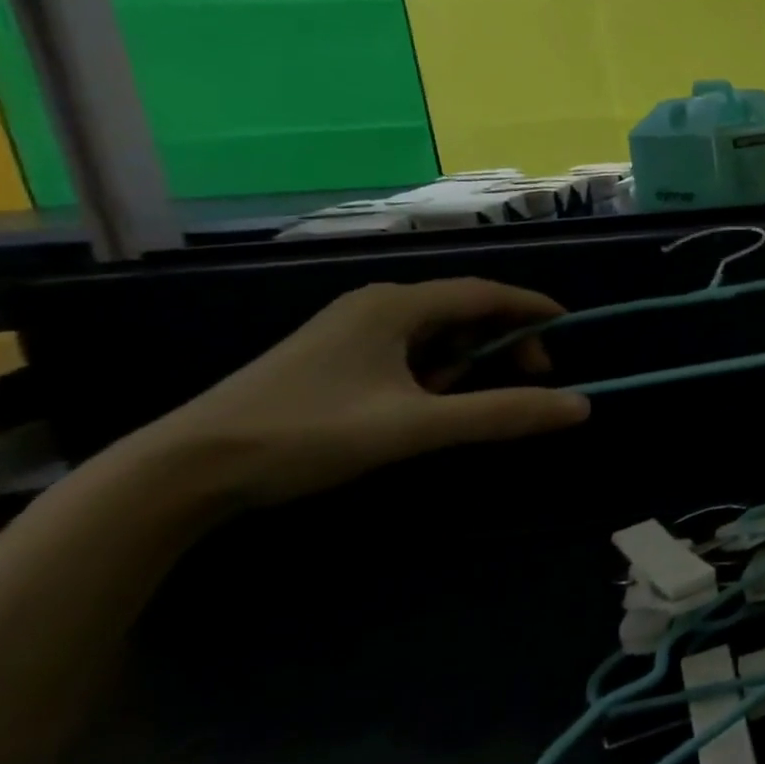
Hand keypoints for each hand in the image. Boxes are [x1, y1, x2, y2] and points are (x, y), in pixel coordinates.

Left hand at [140, 278, 590, 510]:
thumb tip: (580, 406)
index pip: (485, 292)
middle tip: (532, 377)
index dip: (533, 307)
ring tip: (473, 398)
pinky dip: (435, 371)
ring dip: (468, 359)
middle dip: (504, 339)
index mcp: (395, 306)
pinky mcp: (333, 359)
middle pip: (463, 309)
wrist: (184, 471)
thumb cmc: (308, 433)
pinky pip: (407, 352)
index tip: (570, 328)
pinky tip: (428, 404)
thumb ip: (502, 413)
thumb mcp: (417, 426)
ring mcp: (350, 332)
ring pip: (434, 333)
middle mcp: (375, 307)